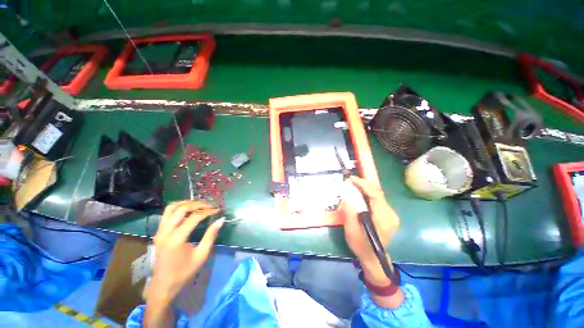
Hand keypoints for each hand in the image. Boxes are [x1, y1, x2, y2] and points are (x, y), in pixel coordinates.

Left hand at [145, 201, 222, 326]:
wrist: (163, 285)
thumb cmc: (184, 272)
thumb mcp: (201, 255)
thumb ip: (211, 235)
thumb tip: (221, 219)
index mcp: (177, 239)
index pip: (194, 217)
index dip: (208, 211)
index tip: (218, 210)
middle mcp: (166, 232)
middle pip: (182, 209)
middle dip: (198, 204)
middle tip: (210, 205)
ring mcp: (160, 231)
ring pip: (172, 208)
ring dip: (186, 203)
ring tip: (199, 204)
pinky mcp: (158, 232)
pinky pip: (166, 213)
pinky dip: (178, 207)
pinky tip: (187, 209)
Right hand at [340, 176, 399, 284]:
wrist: (373, 258)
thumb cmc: (361, 245)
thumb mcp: (351, 230)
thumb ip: (349, 213)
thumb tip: (347, 197)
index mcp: (383, 219)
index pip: (376, 195)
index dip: (364, 184)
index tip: (352, 178)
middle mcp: (390, 214)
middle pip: (378, 192)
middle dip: (364, 183)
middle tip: (351, 179)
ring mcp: (391, 214)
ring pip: (378, 194)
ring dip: (365, 187)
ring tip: (353, 184)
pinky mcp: (388, 214)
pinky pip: (377, 199)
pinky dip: (368, 193)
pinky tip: (359, 193)